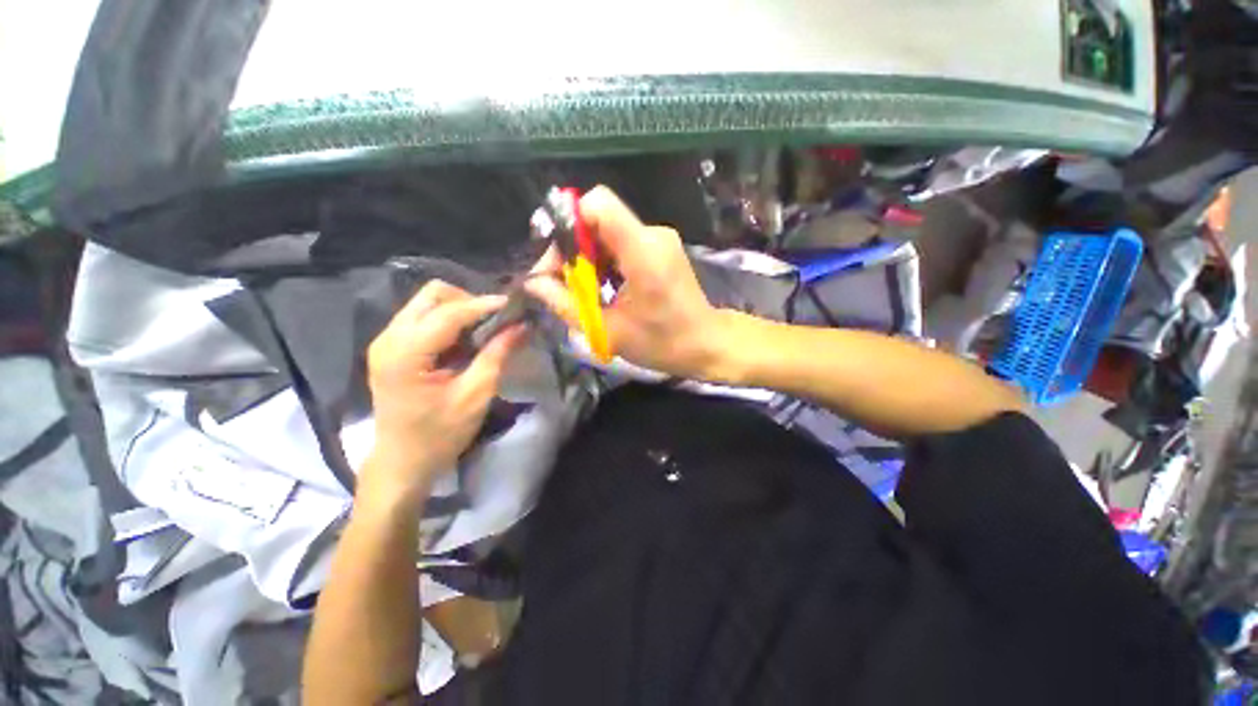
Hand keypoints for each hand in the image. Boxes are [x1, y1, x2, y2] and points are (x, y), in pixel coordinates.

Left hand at [362, 281, 524, 506]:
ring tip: (485, 329)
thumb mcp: (476, 395)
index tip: (516, 306)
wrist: (402, 462)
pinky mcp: (391, 347)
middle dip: (469, 301)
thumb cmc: (440, 434)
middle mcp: (389, 337)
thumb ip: (497, 354)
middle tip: (496, 320)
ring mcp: (386, 340)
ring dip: (460, 309)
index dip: (486, 305)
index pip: (449, 313)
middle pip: (432, 294)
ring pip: (426, 302)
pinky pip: (423, 317)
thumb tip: (521, 326)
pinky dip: (449, 320)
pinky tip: (466, 339)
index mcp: (406, 353)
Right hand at [525, 186, 728, 379]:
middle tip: (564, 285)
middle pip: (598, 219)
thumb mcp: (608, 331)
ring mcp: (659, 239)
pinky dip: (606, 261)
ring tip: (587, 292)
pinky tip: (606, 288)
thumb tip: (533, 282)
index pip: (597, 203)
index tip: (559, 259)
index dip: (569, 222)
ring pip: (608, 231)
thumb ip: (566, 304)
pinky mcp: (661, 247)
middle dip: (574, 248)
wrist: (705, 343)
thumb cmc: (661, 342)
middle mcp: (652, 234)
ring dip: (589, 258)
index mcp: (642, 251)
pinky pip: (622, 241)